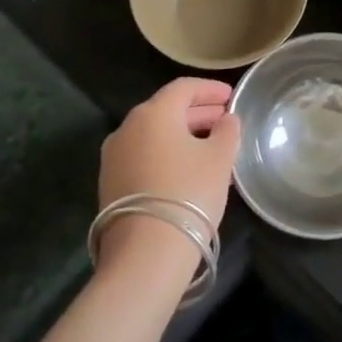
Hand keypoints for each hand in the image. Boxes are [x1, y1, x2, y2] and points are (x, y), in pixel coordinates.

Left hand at [96, 78, 240, 269]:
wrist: (145, 253)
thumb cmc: (189, 192)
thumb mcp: (220, 158)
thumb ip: (227, 131)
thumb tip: (226, 120)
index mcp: (153, 113)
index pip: (184, 88)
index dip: (210, 89)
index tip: (231, 96)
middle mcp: (127, 128)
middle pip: (167, 110)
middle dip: (198, 113)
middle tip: (225, 120)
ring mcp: (114, 158)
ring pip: (155, 136)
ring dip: (183, 136)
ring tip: (212, 148)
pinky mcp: (110, 185)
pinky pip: (144, 157)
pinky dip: (168, 155)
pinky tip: (189, 171)